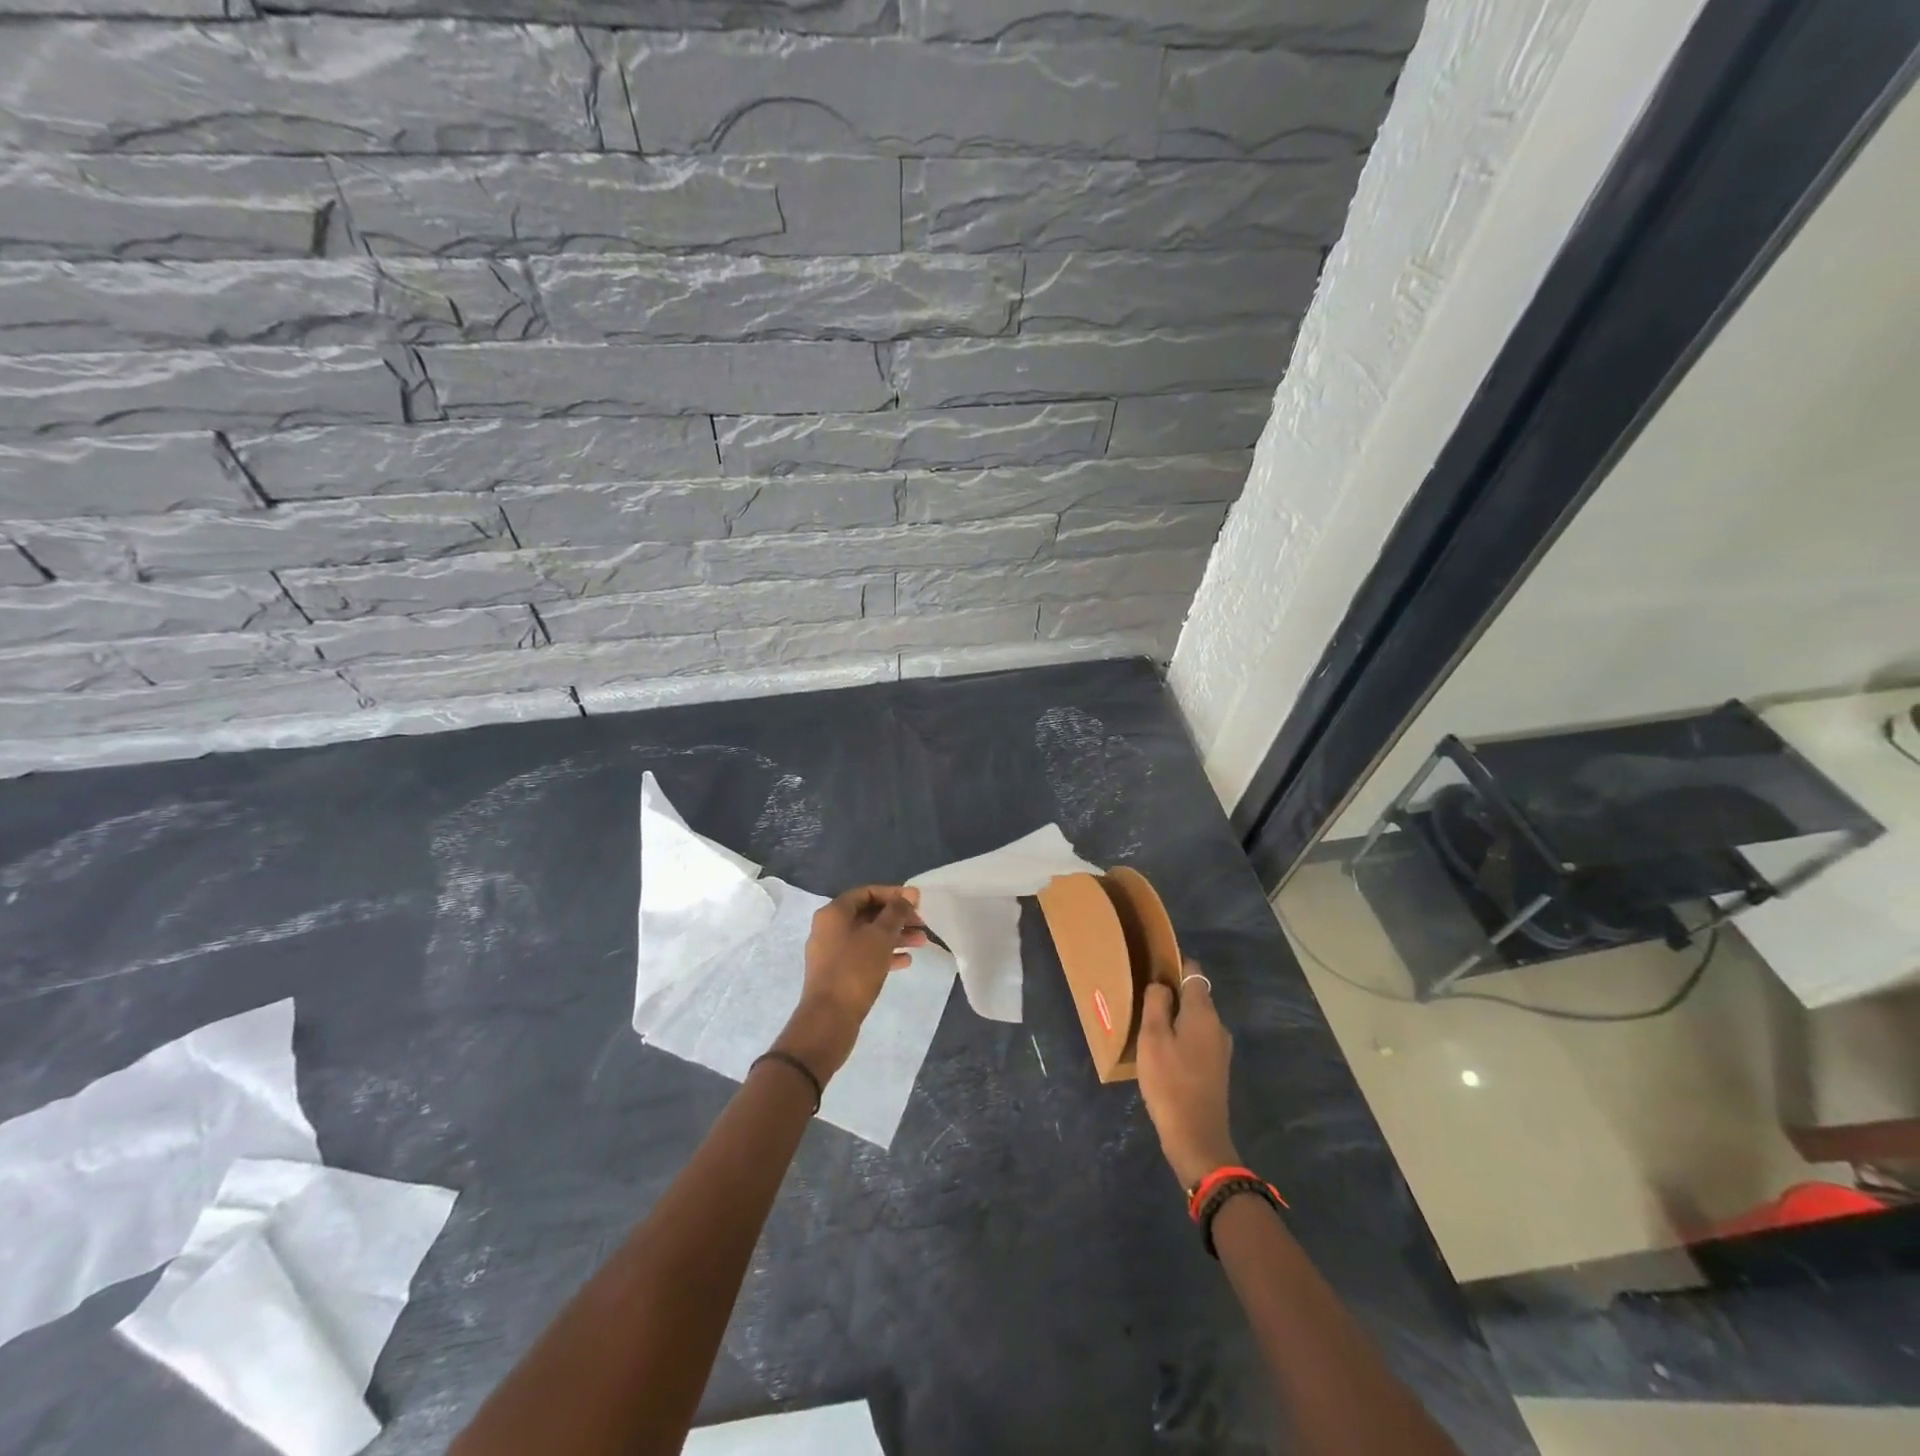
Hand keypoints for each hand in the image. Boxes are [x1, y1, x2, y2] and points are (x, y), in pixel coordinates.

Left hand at [773, 885, 927, 1081]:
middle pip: (868, 914)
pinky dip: (884, 954)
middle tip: (923, 924)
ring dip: (895, 936)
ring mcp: (832, 952)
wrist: (829, 1020)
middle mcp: (829, 928)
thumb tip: (909, 894)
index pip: (867, 892)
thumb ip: (896, 912)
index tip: (917, 902)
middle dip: (897, 918)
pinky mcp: (838, 973)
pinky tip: (906, 961)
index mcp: (834, 913)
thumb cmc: (855, 970)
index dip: (894, 894)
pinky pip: (864, 955)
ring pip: (868, 936)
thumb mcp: (880, 936)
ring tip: (922, 943)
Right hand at [1136, 960, 1238, 1188]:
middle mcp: (1217, 1025)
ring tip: (1147, 1023)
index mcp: (1203, 1012)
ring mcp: (1219, 1049)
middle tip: (1142, 996)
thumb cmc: (1170, 1082)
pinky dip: (1180, 1036)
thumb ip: (1156, 1003)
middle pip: (1195, 995)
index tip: (1152, 965)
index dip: (1174, 963)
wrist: (1196, 1137)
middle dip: (1171, 991)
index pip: (1193, 971)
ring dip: (1174, 1016)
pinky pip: (1196, 1039)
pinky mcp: (1216, 1069)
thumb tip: (1161, 985)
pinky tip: (1161, 1050)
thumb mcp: (1152, 1038)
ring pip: (1195, 1019)